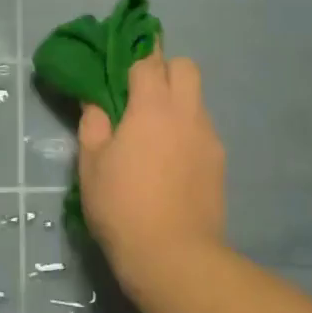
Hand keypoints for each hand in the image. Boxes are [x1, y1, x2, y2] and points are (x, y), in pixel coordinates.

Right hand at [77, 49, 225, 284]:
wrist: (174, 256)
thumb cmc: (123, 206)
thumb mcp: (91, 165)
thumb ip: (93, 124)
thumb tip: (96, 102)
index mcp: (153, 107)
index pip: (149, 61)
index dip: (134, 56)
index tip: (120, 64)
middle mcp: (187, 112)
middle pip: (185, 67)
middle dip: (164, 70)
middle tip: (140, 95)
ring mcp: (208, 137)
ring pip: (197, 99)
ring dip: (177, 101)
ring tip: (154, 133)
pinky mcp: (220, 162)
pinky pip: (202, 129)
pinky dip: (187, 130)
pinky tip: (171, 160)